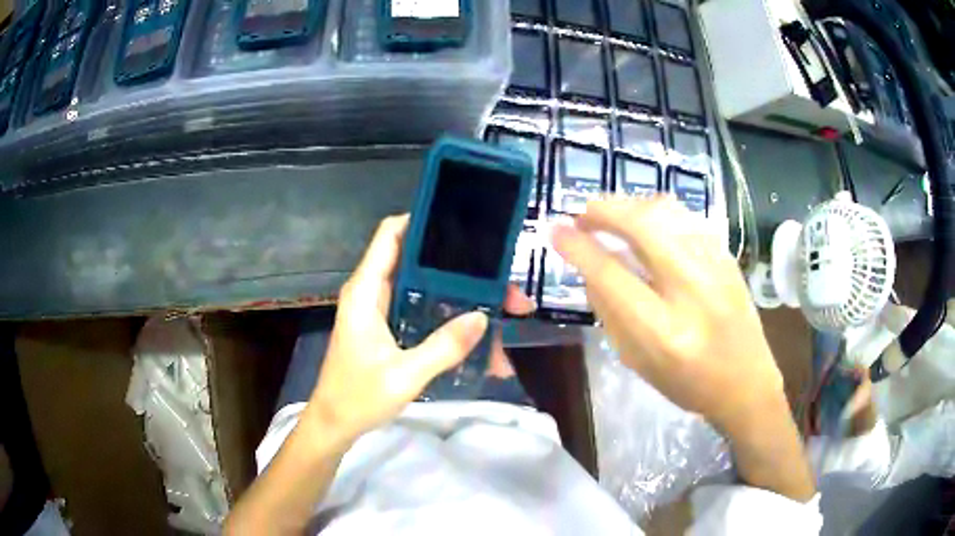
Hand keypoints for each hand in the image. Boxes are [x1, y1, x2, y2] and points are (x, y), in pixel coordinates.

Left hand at [306, 215, 534, 442]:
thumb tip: (482, 316)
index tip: (461, 220)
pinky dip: (448, 318)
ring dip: (459, 295)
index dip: (421, 219)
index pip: (391, 235)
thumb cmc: (358, 397)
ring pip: (425, 288)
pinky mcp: (388, 328)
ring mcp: (381, 311)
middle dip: (459, 267)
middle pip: (418, 261)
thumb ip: (443, 347)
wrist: (335, 424)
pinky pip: (422, 311)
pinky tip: (477, 335)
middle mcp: (373, 293)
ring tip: (498, 306)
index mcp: (366, 291)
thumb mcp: (404, 375)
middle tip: (499, 277)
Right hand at [552, 197, 785, 431]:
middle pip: (644, 226)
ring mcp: (716, 268)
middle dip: (605, 210)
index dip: (578, 248)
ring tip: (612, 214)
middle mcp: (693, 292)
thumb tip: (589, 268)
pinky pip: (686, 219)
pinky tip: (646, 223)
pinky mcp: (728, 257)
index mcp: (664, 332)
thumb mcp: (638, 362)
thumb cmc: (688, 384)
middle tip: (583, 214)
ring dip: (630, 206)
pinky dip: (657, 213)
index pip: (612, 275)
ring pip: (667, 213)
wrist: (746, 383)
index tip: (556, 231)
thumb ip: (610, 313)